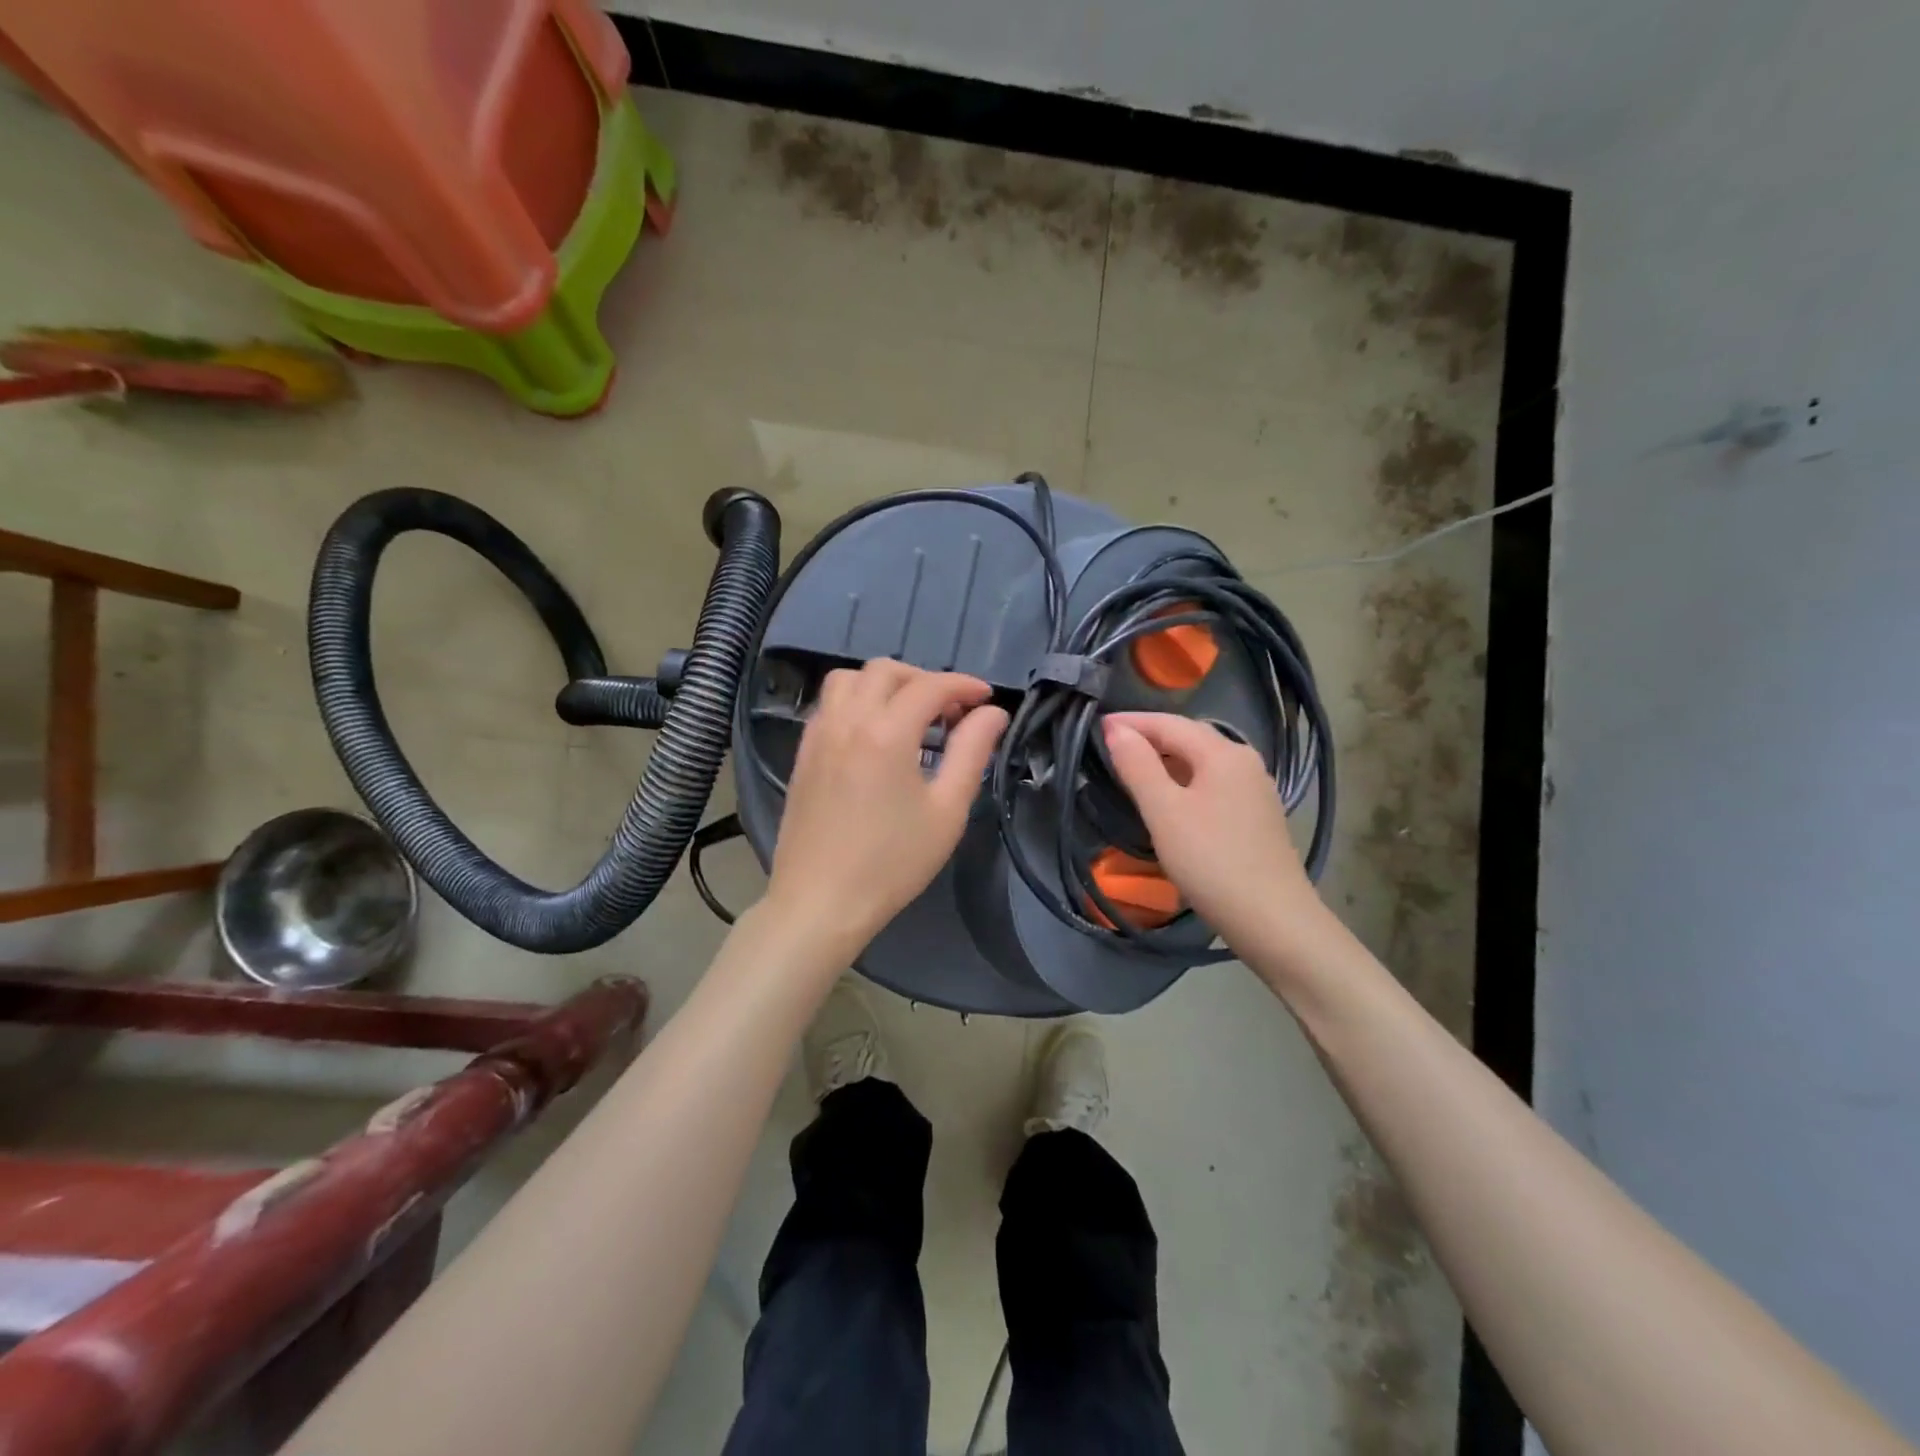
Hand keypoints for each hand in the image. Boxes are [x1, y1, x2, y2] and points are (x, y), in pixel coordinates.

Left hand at [764, 660, 1008, 957]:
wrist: (821, 902)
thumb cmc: (892, 863)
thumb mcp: (947, 811)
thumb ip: (971, 753)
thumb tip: (992, 714)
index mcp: (886, 732)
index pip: (930, 686)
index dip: (963, 685)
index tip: (986, 698)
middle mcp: (847, 720)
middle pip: (885, 670)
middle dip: (924, 679)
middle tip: (950, 710)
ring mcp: (818, 735)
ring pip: (849, 679)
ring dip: (884, 684)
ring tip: (909, 715)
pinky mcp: (802, 753)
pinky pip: (829, 705)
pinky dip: (856, 701)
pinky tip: (873, 734)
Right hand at [1101, 712, 1320, 952]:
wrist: (1272, 920)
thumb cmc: (1211, 860)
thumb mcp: (1164, 811)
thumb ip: (1138, 766)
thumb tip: (1116, 730)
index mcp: (1224, 753)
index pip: (1169, 723)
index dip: (1131, 722)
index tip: (1095, 726)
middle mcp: (1245, 761)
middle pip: (1190, 738)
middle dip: (1149, 737)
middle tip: (1110, 745)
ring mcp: (1255, 789)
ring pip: (1202, 762)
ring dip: (1166, 760)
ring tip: (1132, 769)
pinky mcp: (1257, 816)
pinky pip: (1213, 784)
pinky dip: (1184, 781)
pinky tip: (1169, 799)